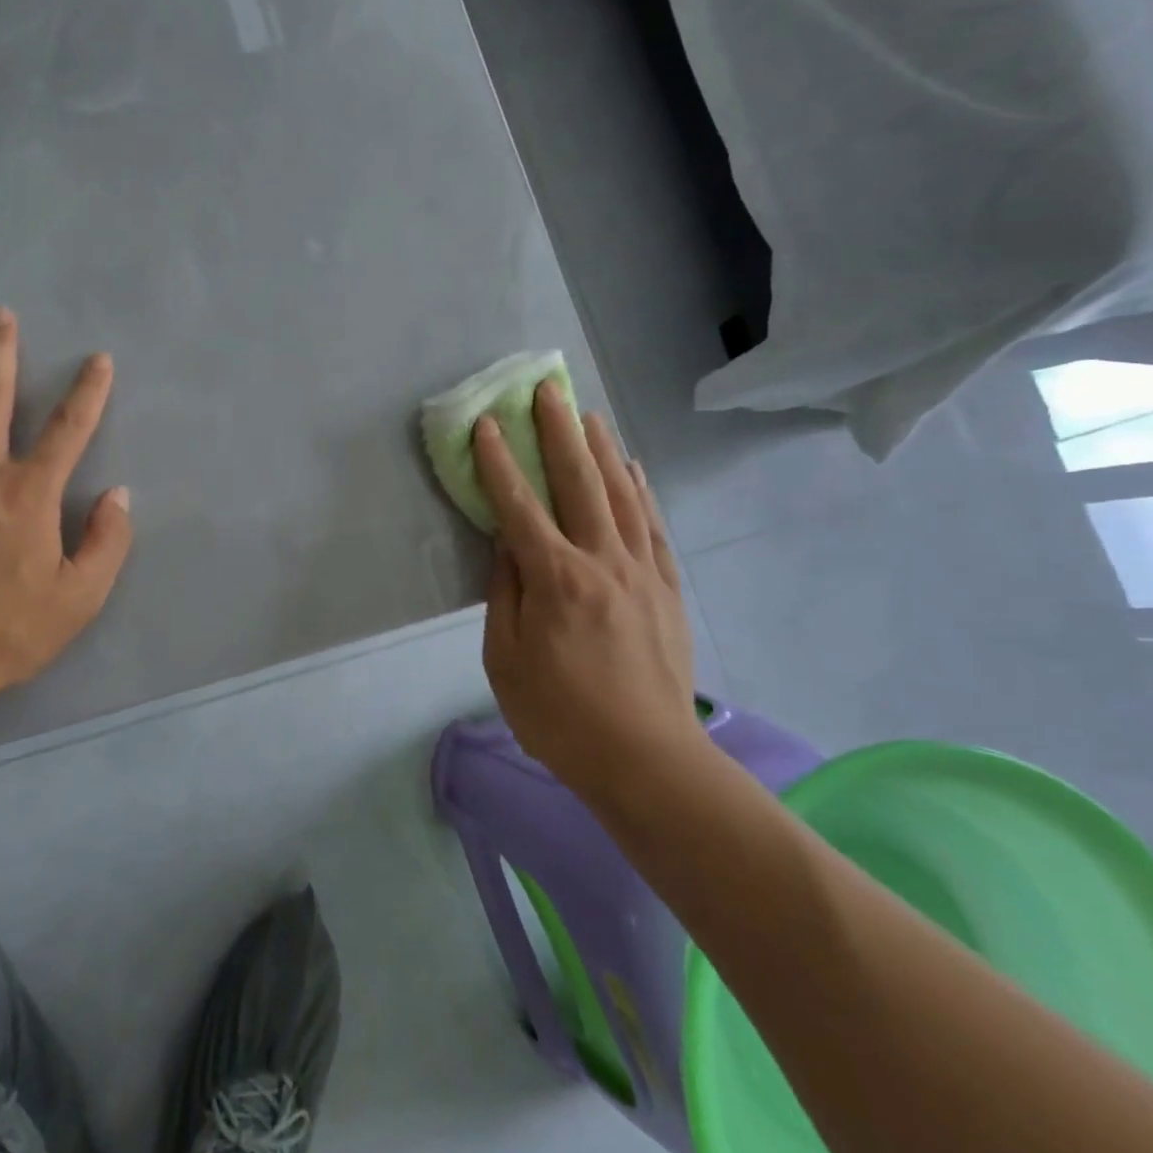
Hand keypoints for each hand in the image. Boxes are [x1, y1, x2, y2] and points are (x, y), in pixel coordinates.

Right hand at [473, 385, 701, 809]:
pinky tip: (631, 467)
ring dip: (601, 448)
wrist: (649, 761)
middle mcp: (601, 562)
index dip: (498, 462)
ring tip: (588, 414)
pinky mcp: (667, 588)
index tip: (486, 424)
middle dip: (559, 432)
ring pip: (621, 494)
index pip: (518, 506)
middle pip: (578, 483)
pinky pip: (653, 525)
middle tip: (548, 390)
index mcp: (555, 580)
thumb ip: (504, 593)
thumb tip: (506, 542)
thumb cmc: (560, 716)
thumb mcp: (505, 660)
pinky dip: (641, 490)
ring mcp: (641, 571)